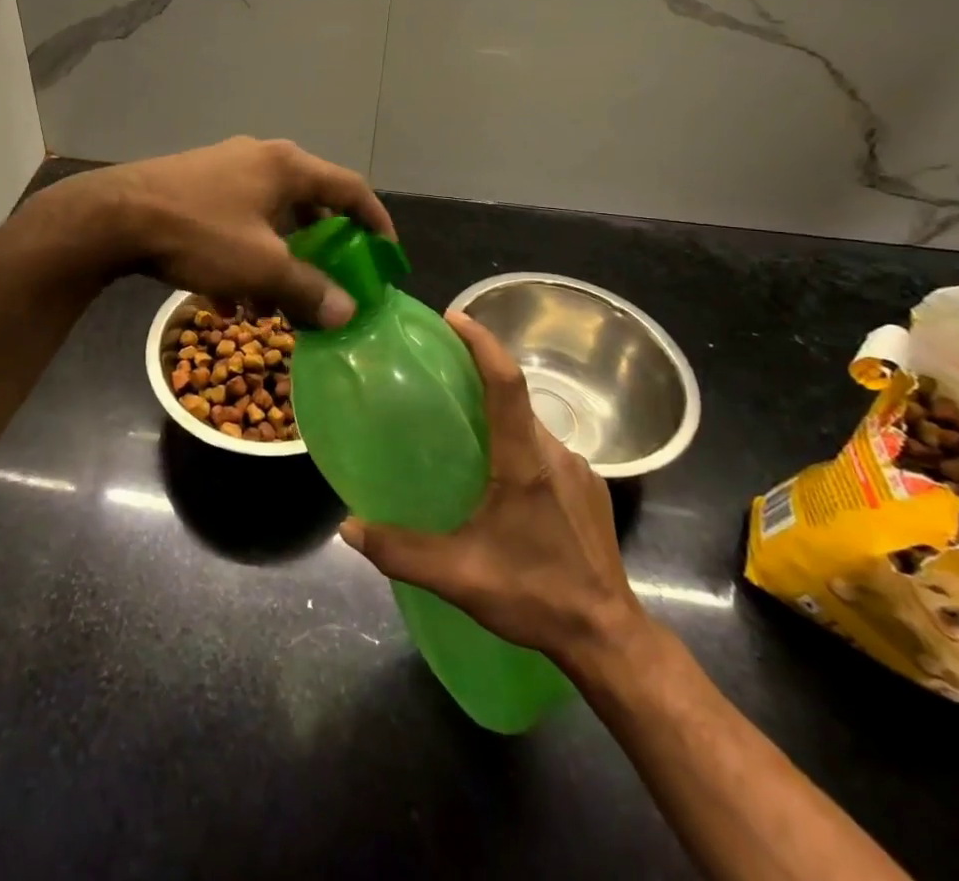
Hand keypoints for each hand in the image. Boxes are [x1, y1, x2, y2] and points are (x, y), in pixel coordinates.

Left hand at [72, 136, 394, 327]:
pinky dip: (244, 254)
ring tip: (273, 303)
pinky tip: (228, 296)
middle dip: (320, 247)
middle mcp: (259, 159)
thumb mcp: (260, 266)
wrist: (113, 216)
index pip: (349, 188)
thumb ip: (308, 288)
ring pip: (267, 217)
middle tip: (331, 278)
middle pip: (308, 202)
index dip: (375, 220)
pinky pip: (235, 221)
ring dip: (278, 258)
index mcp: (286, 167)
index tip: (386, 254)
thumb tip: (347, 313)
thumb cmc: (199, 233)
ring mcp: (223, 169)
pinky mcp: (193, 185)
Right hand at [339, 311, 652, 680]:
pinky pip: (547, 448)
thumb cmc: (535, 596)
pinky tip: (499, 475)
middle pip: (517, 398)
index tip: (454, 318)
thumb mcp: (459, 577)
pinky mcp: (591, 490)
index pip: (507, 382)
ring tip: (463, 424)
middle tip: (441, 374)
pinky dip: (519, 442)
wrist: (610, 640)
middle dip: (481, 376)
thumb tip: (348, 528)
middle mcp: (557, 454)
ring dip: (499, 414)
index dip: (482, 343)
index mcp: (525, 461)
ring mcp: (580, 471)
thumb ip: (400, 551)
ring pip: (532, 425)